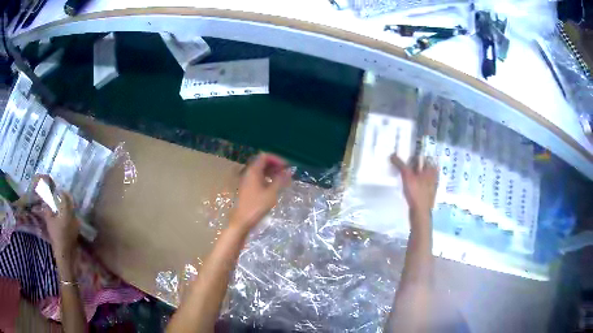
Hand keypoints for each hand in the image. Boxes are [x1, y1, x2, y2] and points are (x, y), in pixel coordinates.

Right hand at [35, 178, 78, 262]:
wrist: (65, 253)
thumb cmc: (56, 236)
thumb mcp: (49, 221)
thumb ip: (48, 210)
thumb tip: (45, 202)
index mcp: (66, 211)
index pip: (65, 197)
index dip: (60, 192)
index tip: (56, 190)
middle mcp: (73, 215)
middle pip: (70, 201)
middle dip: (65, 196)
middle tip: (59, 194)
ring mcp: (76, 222)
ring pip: (72, 209)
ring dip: (67, 204)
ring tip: (61, 204)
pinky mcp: (76, 229)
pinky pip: (73, 216)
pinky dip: (69, 213)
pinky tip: (64, 214)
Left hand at [230, 153, 291, 231]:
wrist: (243, 220)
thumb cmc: (257, 206)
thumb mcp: (271, 193)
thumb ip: (281, 180)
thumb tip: (290, 170)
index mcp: (253, 171)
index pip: (265, 156)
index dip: (276, 159)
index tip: (286, 166)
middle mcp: (249, 172)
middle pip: (262, 162)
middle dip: (275, 165)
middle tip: (286, 172)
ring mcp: (247, 180)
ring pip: (260, 170)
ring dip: (272, 171)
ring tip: (282, 179)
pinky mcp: (248, 187)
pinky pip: (258, 177)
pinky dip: (267, 178)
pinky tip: (274, 185)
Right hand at [391, 154, 437, 215]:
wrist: (420, 212)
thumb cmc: (416, 192)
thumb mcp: (407, 176)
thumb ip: (400, 164)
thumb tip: (392, 155)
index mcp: (431, 169)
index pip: (422, 157)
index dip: (412, 156)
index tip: (404, 157)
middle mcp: (433, 175)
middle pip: (421, 166)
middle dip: (412, 165)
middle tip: (402, 166)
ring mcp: (431, 185)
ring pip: (420, 175)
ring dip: (413, 174)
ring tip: (403, 175)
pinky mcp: (427, 193)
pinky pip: (420, 183)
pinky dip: (414, 182)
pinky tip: (408, 185)